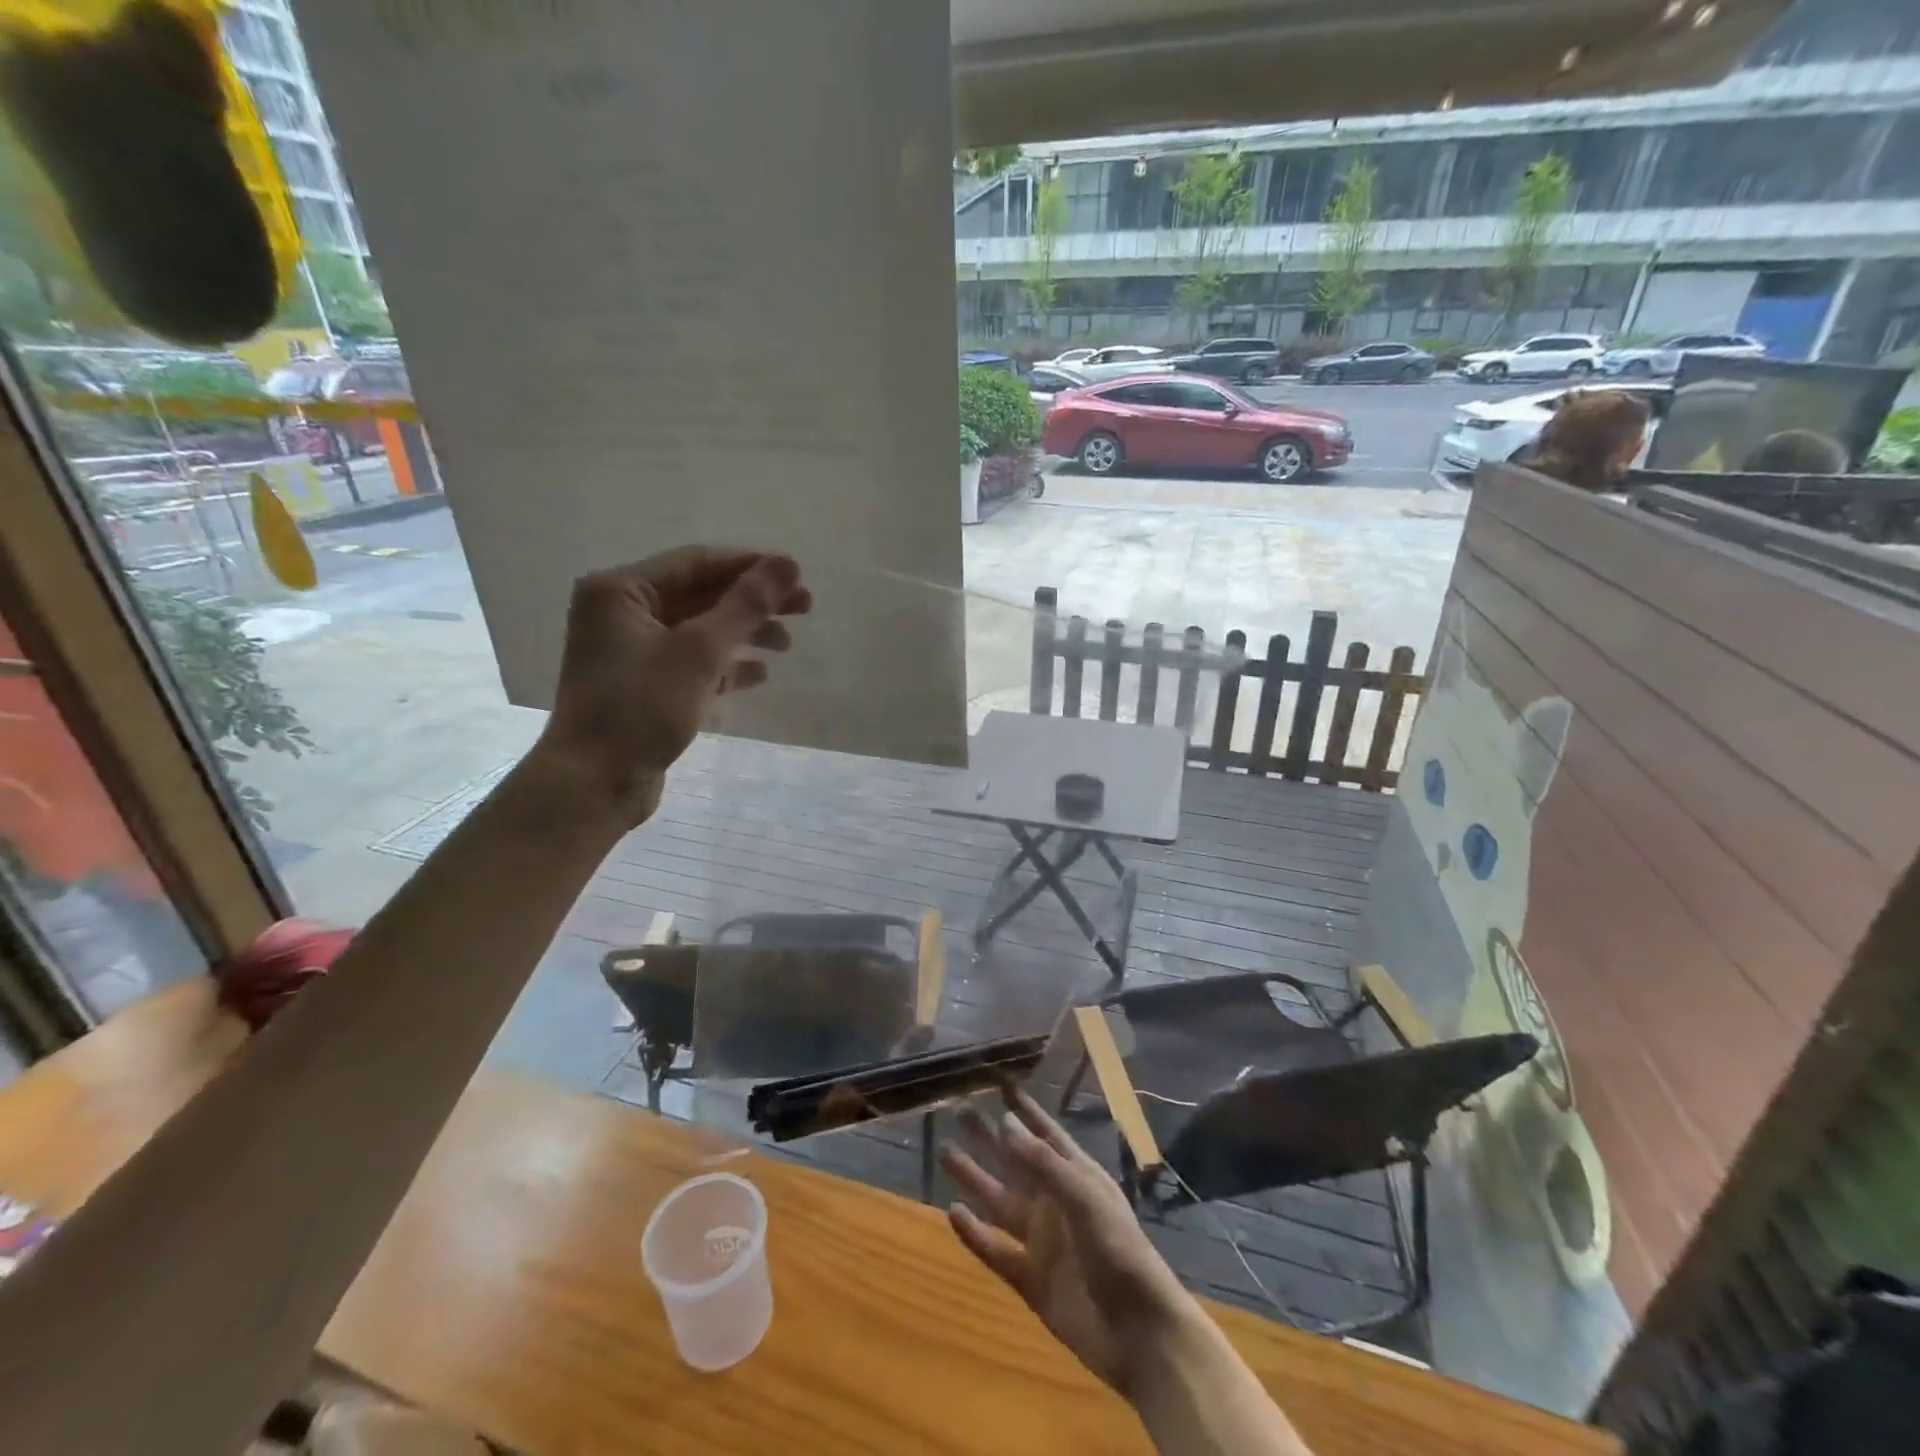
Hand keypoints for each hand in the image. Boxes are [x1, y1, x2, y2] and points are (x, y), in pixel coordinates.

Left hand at [536, 547, 811, 824]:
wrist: (595, 783)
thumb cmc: (641, 708)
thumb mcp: (699, 651)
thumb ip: (745, 605)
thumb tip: (787, 565)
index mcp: (621, 591)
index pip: (698, 562)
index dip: (752, 566)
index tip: (799, 575)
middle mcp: (623, 613)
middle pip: (702, 594)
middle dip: (753, 602)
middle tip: (805, 609)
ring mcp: (633, 651)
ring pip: (701, 629)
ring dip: (745, 633)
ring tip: (787, 645)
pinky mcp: (645, 685)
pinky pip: (693, 662)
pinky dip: (726, 664)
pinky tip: (760, 674)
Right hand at [941, 1087, 1191, 1396]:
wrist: (1139, 1334)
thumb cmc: (1119, 1251)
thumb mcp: (1083, 1197)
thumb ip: (1042, 1162)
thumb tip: (1004, 1121)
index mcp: (1077, 1176)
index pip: (1045, 1133)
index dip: (1024, 1109)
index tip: (999, 1083)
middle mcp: (1056, 1202)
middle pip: (1016, 1163)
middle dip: (989, 1137)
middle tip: (959, 1111)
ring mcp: (1043, 1241)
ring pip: (1000, 1201)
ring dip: (974, 1178)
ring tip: (945, 1152)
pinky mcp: (1031, 1280)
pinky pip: (996, 1251)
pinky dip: (974, 1234)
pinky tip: (952, 1213)